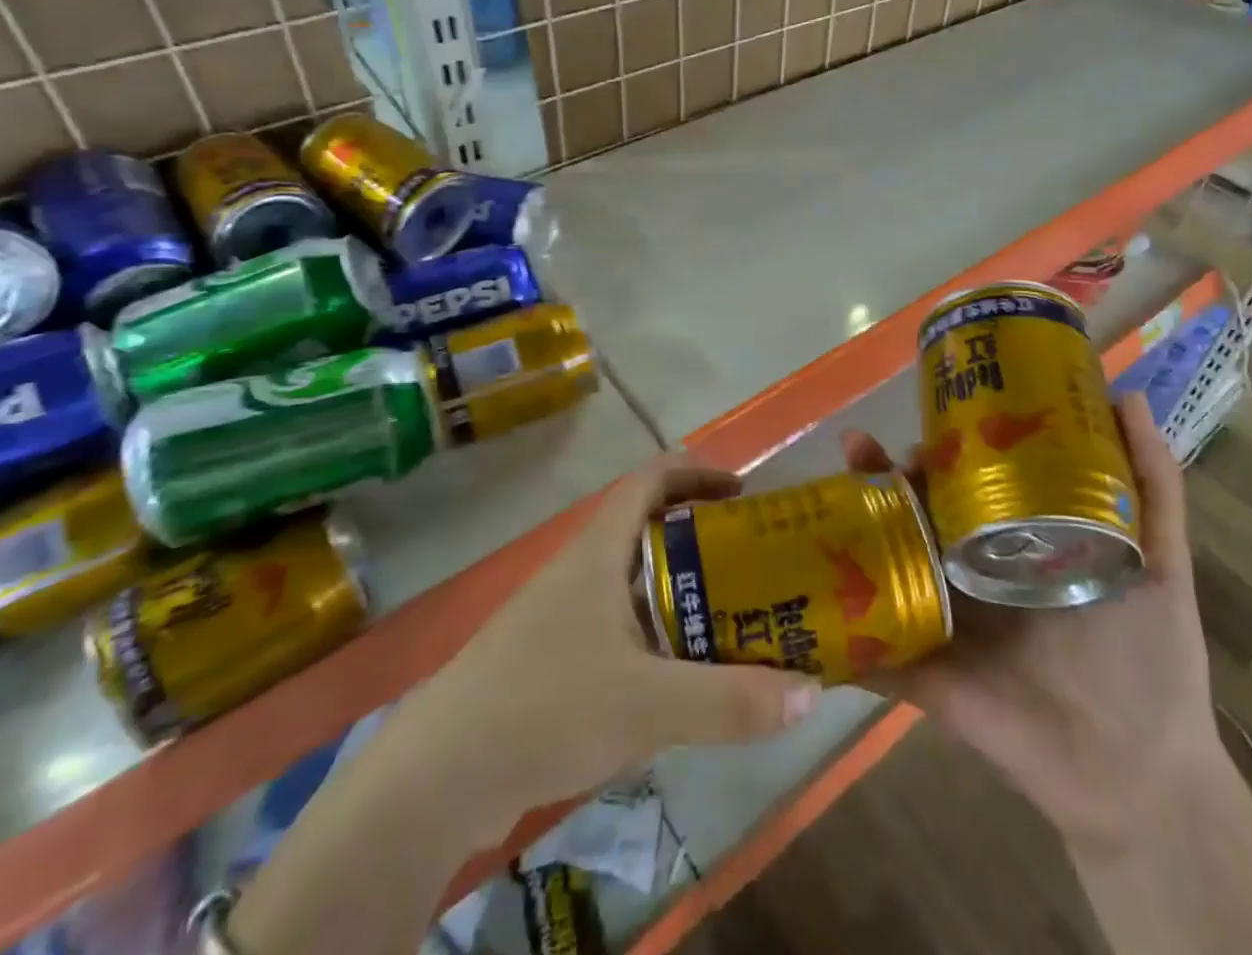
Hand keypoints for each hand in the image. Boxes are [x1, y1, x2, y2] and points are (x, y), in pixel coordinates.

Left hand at [401, 452, 821, 834]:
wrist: (438, 778)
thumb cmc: (545, 705)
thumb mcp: (649, 703)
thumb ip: (731, 700)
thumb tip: (813, 693)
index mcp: (600, 549)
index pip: (652, 479)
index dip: (698, 472)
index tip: (745, 494)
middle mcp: (582, 569)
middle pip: (652, 531)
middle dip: (706, 541)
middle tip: (758, 566)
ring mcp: (564, 614)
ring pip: (638, 584)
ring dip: (685, 594)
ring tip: (737, 621)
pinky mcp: (554, 659)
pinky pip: (622, 629)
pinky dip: (660, 638)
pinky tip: (685, 680)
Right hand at [842, 393, 1220, 857]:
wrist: (1138, 773)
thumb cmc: (1147, 656)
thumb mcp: (1158, 559)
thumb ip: (1151, 485)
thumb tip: (1126, 393)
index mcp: (1010, 544)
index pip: (961, 484)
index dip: (935, 450)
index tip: (921, 421)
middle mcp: (966, 572)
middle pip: (912, 514)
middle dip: (879, 475)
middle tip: (860, 447)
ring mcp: (938, 619)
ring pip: (882, 561)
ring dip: (849, 525)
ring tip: (835, 488)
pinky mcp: (918, 670)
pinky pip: (868, 644)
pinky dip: (833, 621)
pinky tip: (796, 579)